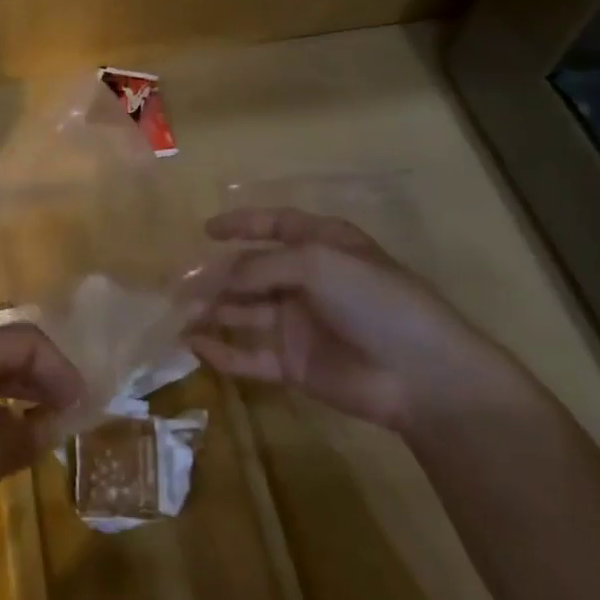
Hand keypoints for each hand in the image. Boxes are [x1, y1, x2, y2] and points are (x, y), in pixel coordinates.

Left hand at [0, 324, 82, 564]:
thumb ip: (26, 436)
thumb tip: (53, 423)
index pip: (30, 340)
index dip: (62, 369)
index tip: (83, 406)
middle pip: (9, 352)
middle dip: (44, 378)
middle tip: (71, 413)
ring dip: (21, 394)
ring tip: (45, 426)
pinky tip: (2, 441)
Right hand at [185, 208, 519, 433]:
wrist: (422, 375)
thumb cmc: (373, 300)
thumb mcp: (316, 263)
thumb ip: (262, 267)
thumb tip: (221, 278)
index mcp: (320, 245)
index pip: (275, 226)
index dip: (241, 224)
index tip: (206, 230)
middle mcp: (306, 280)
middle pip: (250, 272)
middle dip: (215, 276)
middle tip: (177, 285)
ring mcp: (300, 323)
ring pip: (244, 312)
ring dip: (212, 311)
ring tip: (178, 314)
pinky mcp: (295, 364)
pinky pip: (251, 355)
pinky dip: (223, 351)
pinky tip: (194, 346)